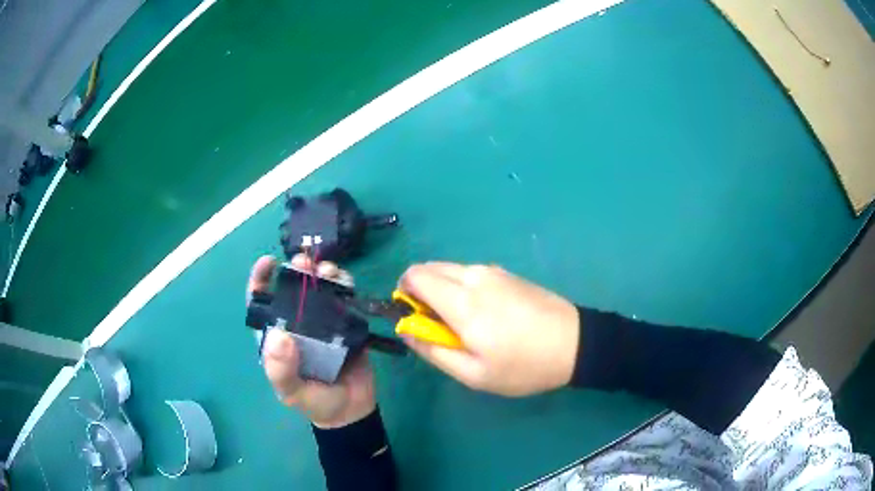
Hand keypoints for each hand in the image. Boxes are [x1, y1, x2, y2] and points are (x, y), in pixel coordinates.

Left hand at [248, 254, 375, 427]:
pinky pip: (344, 299)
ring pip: (319, 289)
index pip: (263, 303)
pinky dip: (344, 285)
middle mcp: (298, 324)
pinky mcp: (347, 324)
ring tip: (328, 271)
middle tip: (305, 263)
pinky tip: (345, 282)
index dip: (261, 280)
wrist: (351, 412)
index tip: (268, 262)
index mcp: (278, 336)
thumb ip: (281, 369)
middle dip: (297, 270)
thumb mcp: (291, 391)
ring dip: (322, 274)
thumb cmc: (314, 402)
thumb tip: (279, 335)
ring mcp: (323, 323)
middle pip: (293, 289)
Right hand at [399, 263, 579, 396]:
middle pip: (428, 268)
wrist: (575, 344)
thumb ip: (433, 350)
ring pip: (449, 269)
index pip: (414, 275)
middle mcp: (474, 276)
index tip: (415, 319)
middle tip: (438, 325)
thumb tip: (405, 329)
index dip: (404, 294)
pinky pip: (469, 272)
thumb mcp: (474, 374)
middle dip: (420, 291)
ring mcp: (493, 271)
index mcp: (462, 301)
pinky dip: (461, 287)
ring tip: (463, 323)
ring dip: (442, 289)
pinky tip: (485, 313)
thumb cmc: (524, 366)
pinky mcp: (506, 273)